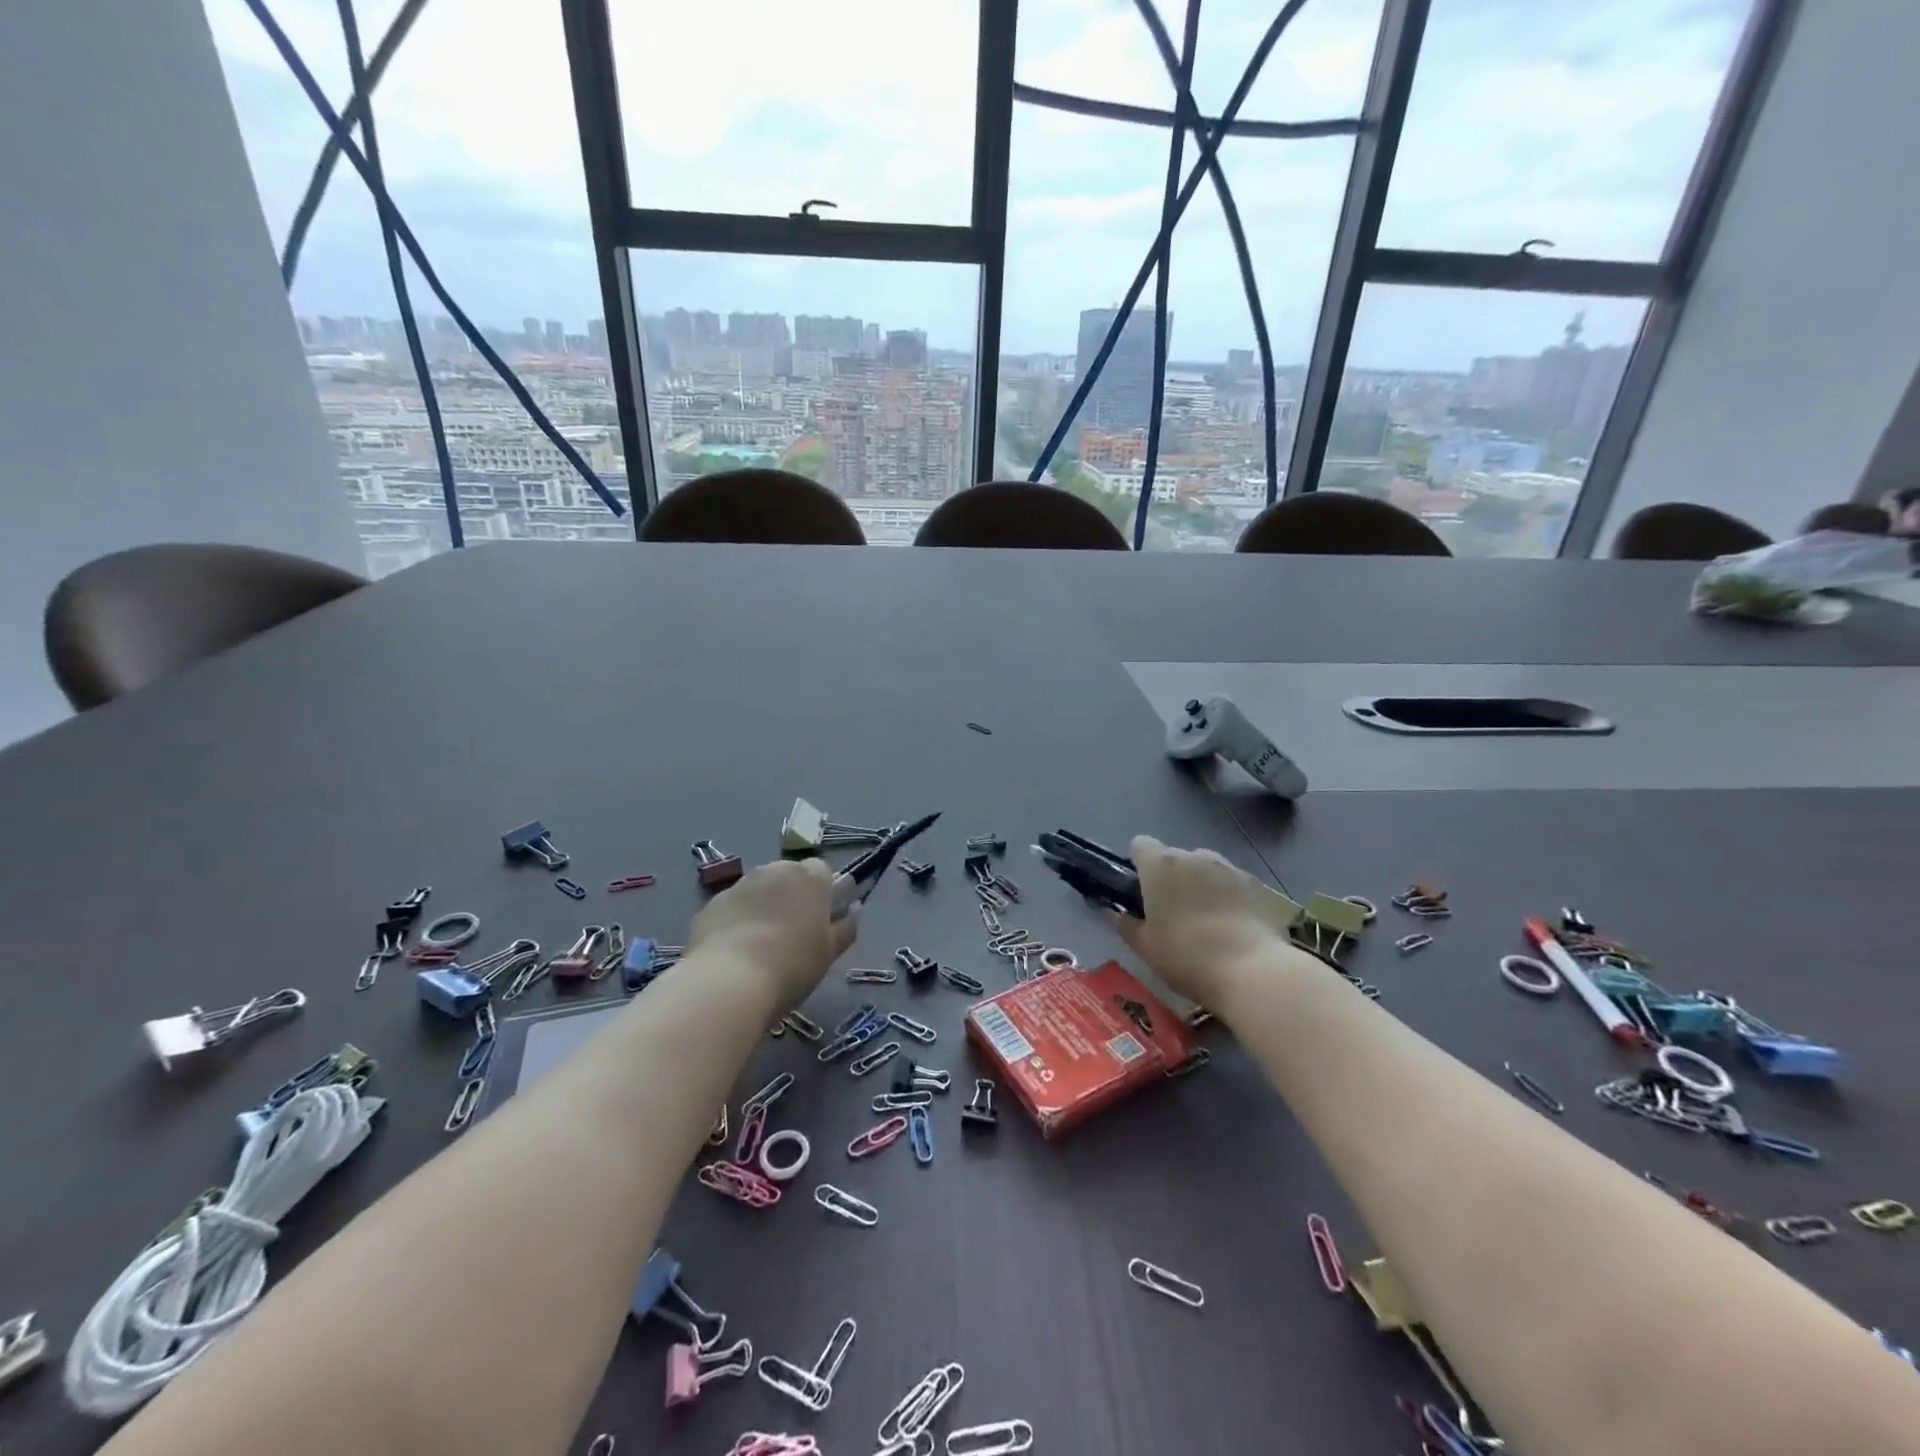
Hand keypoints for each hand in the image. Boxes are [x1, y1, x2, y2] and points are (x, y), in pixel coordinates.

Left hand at [687, 857, 856, 1007]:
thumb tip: (852, 910)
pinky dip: (736, 920)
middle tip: (791, 935)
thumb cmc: (792, 966)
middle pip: (789, 876)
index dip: (822, 894)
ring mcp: (740, 884)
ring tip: (760, 945)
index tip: (820, 921)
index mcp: (811, 877)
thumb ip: (845, 927)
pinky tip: (735, 951)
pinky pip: (733, 906)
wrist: (729, 981)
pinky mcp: (712, 903)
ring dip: (763, 907)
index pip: (823, 871)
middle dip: (791, 897)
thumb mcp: (829, 952)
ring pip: (759, 889)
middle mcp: (776, 870)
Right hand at [1113, 835, 1291, 1007]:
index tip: (1142, 893)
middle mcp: (1194, 856)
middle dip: (1172, 878)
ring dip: (1201, 885)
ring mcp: (1229, 867)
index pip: (1141, 845)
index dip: (1139, 866)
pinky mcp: (1256, 884)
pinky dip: (1229, 896)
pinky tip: (1234, 927)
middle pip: (1175, 857)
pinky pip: (1233, 882)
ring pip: (1206, 868)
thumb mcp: (1145, 947)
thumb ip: (1125, 924)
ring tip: (1208, 922)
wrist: (1252, 971)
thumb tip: (1111, 911)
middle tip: (1173, 914)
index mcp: (1160, 865)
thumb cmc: (1187, 957)